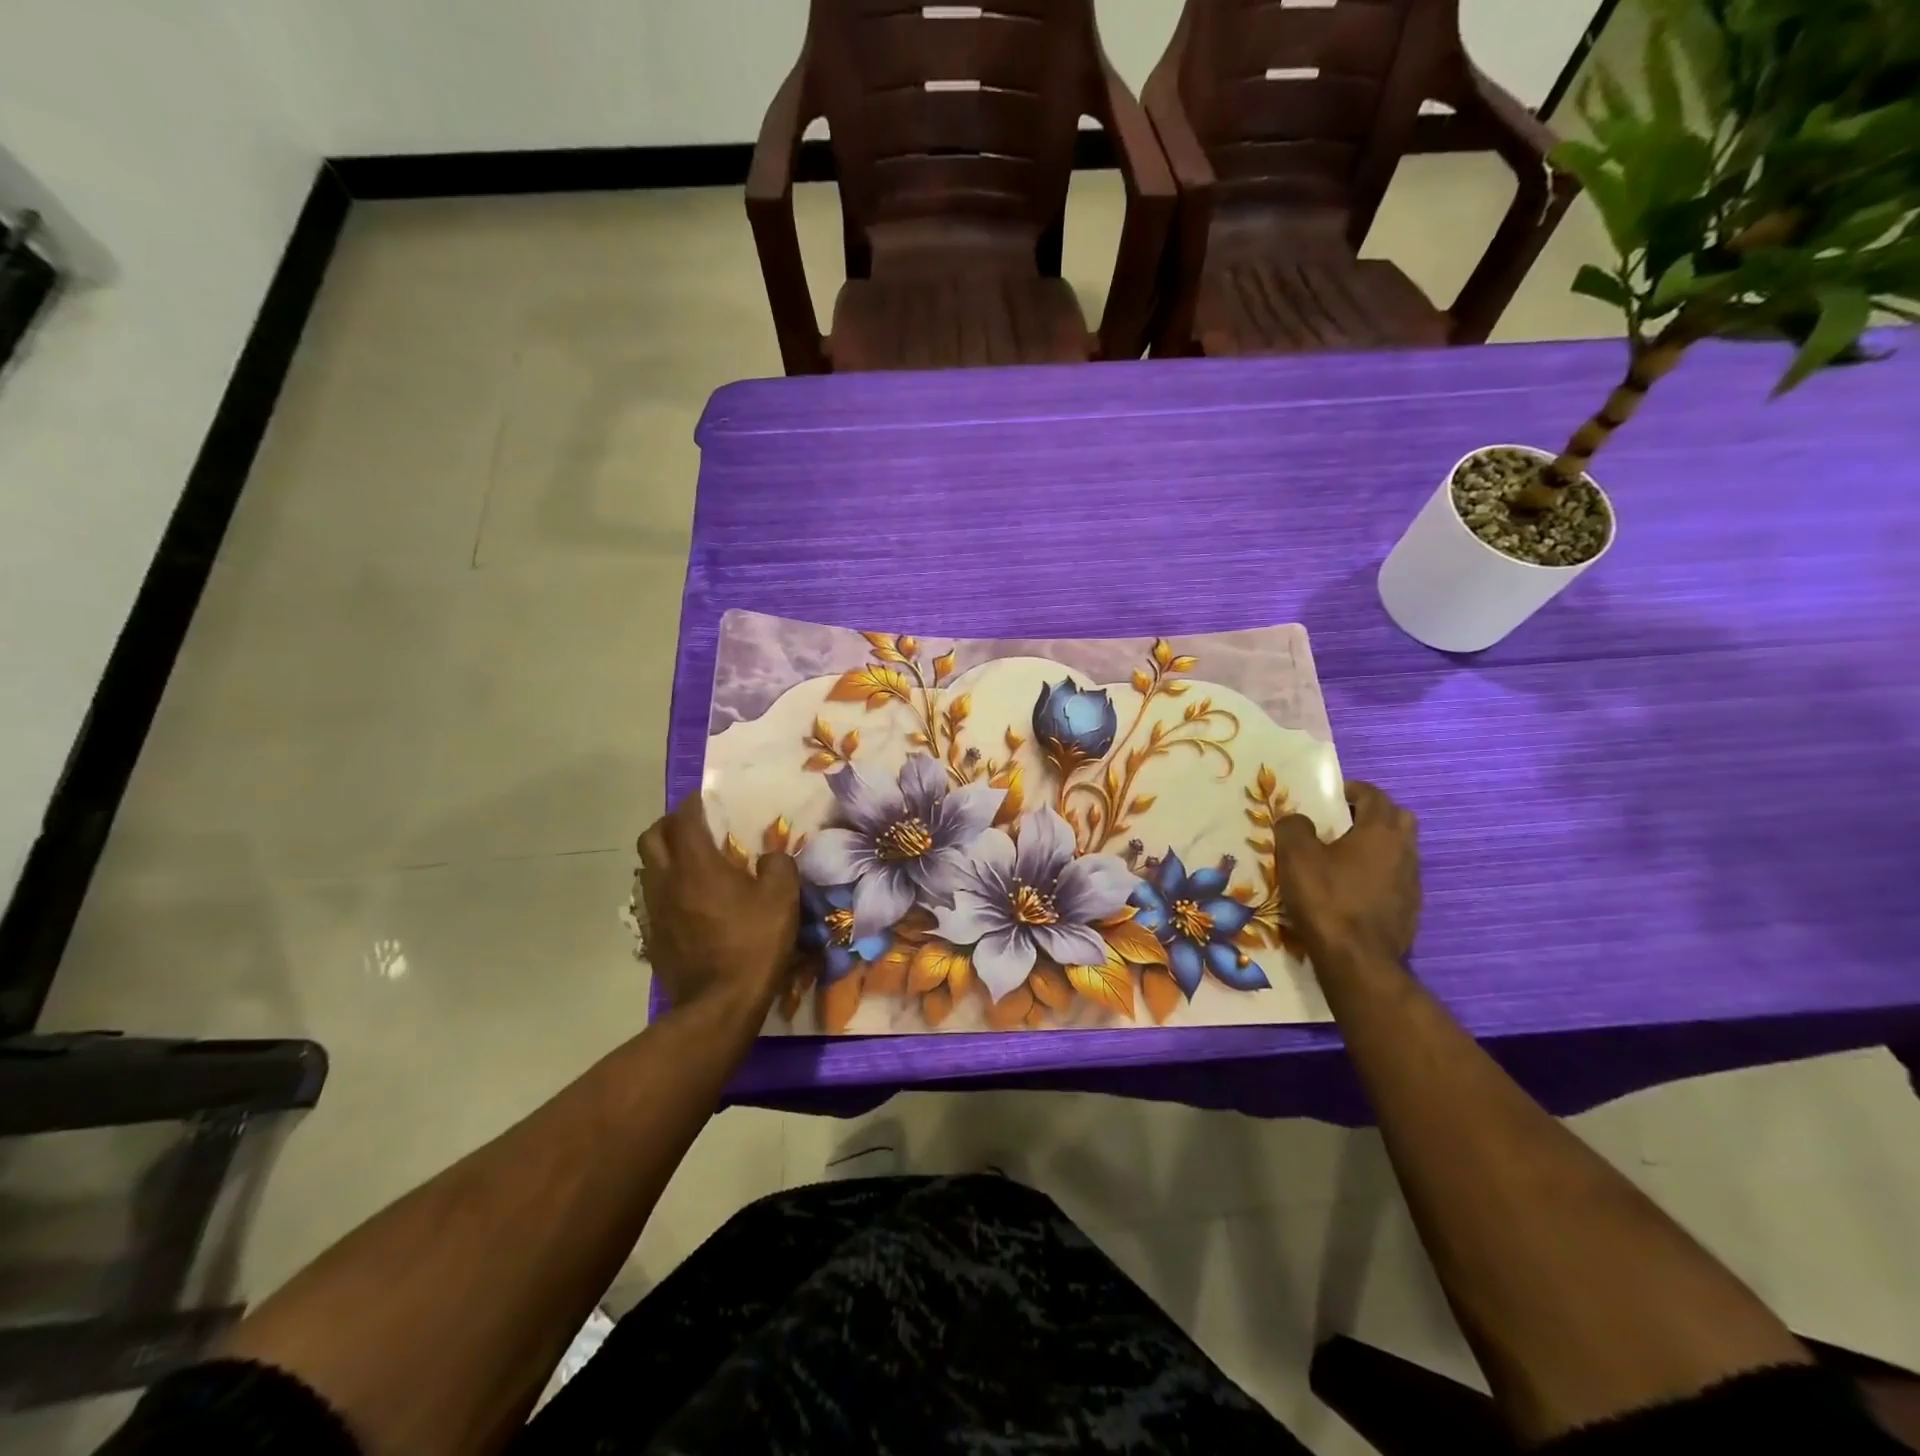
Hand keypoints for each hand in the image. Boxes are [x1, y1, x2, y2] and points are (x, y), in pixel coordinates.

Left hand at [637, 796, 800, 1019]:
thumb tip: (770, 857)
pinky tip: (690, 897)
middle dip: (670, 824)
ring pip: (647, 867)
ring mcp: (655, 909)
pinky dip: (667, 885)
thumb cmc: (752, 944)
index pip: (684, 819)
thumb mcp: (782, 899)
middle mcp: (667, 880)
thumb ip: (778, 866)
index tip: (708, 798)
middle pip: (651, 837)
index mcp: (696, 865)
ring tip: (692, 860)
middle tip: (695, 826)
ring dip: (665, 855)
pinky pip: (653, 896)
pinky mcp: (652, 934)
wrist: (718, 1004)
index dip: (694, 803)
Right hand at [1272, 781, 1420, 965]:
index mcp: (1381, 831)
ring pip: (1399, 850)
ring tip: (1345, 858)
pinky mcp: (1410, 909)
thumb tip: (1298, 820)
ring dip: (1377, 846)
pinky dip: (1379, 874)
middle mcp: (1405, 851)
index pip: (1374, 795)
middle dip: (1372, 815)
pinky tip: (1354, 889)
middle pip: (1397, 818)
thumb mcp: (1296, 856)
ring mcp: (1412, 882)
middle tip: (1342, 824)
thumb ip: (1294, 827)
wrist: (1356, 960)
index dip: (1352, 790)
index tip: (1330, 796)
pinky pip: (1396, 878)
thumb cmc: (1326, 899)